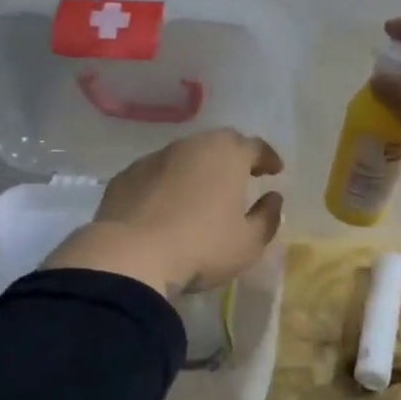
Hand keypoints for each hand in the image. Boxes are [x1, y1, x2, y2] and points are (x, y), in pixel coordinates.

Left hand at [39, 128, 284, 293]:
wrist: (129, 256)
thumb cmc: (201, 247)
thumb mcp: (248, 243)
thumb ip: (267, 217)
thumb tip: (273, 198)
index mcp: (227, 154)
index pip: (255, 146)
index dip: (268, 158)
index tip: (275, 171)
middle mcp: (192, 145)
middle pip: (219, 143)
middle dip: (234, 157)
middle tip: (242, 176)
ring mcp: (154, 158)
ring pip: (185, 156)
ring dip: (198, 169)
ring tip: (202, 192)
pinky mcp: (126, 176)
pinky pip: (156, 173)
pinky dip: (167, 183)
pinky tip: (166, 206)